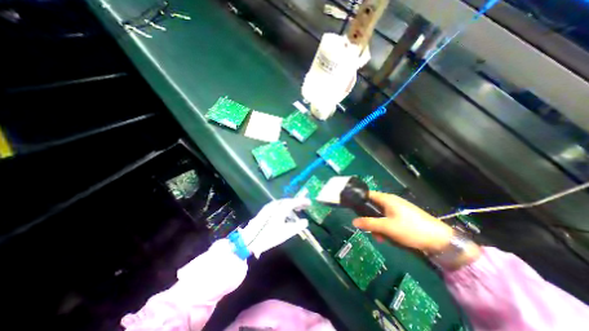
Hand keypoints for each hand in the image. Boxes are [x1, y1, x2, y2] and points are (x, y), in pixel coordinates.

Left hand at [240, 198, 311, 256]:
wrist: (251, 239)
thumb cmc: (270, 235)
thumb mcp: (286, 232)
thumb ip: (297, 226)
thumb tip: (306, 221)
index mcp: (281, 208)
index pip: (294, 202)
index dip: (302, 201)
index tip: (309, 203)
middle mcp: (275, 204)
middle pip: (288, 201)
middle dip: (297, 203)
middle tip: (304, 207)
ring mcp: (269, 207)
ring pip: (283, 204)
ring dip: (290, 207)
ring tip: (296, 212)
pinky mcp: (265, 211)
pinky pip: (278, 206)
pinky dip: (284, 209)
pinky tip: (285, 216)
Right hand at [351, 192, 451, 252]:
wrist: (440, 240)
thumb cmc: (410, 229)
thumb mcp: (387, 227)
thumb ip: (369, 223)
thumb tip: (353, 221)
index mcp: (386, 199)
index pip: (368, 194)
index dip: (359, 200)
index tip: (354, 211)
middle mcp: (391, 201)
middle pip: (373, 207)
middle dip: (370, 220)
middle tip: (372, 232)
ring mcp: (398, 209)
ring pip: (381, 215)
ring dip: (378, 226)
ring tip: (382, 239)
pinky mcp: (403, 216)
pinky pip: (389, 219)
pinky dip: (386, 228)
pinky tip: (390, 238)